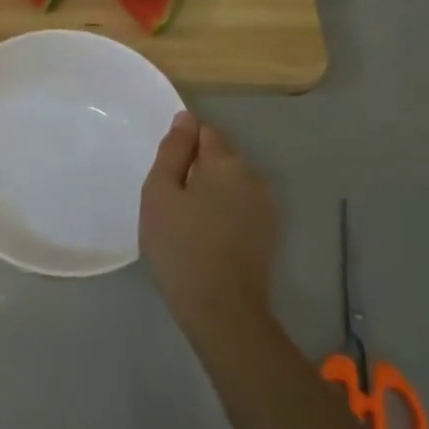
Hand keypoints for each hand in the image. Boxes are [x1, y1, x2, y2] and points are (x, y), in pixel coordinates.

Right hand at [139, 112, 278, 331]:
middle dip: (195, 170)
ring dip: (210, 194)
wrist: (221, 308)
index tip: (164, 175)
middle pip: (219, 158)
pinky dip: (223, 215)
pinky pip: (239, 209)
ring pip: (230, 185)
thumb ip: (172, 151)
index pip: (204, 132)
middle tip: (169, 203)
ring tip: (186, 224)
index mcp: (226, 162)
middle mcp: (253, 176)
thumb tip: (186, 119)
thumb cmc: (180, 246)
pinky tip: (206, 239)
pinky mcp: (268, 234)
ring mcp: (265, 207)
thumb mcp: (159, 193)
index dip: (181, 148)